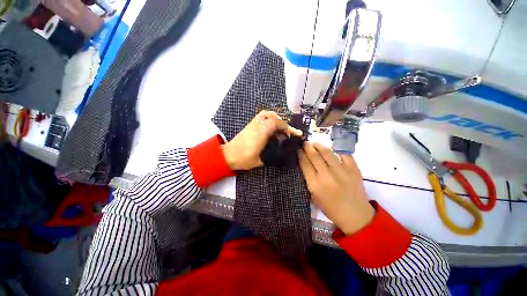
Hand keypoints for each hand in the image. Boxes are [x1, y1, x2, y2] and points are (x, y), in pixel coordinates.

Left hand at [221, 110, 302, 170]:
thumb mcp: (260, 160)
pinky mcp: (250, 124)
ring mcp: (253, 123)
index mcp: (261, 133)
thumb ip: (271, 156)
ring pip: (268, 114)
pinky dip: (270, 118)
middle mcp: (258, 125)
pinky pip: (262, 116)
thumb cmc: (243, 159)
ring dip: (277, 119)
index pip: (278, 124)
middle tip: (288, 133)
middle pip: (274, 118)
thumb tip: (281, 152)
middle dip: (284, 124)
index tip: (296, 134)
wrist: (228, 155)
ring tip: (281, 128)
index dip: (288, 128)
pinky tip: (271, 127)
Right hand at [298, 142, 374, 234]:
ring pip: (327, 152)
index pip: (305, 164)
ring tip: (315, 143)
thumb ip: (309, 179)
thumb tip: (305, 164)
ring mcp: (341, 171)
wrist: (356, 215)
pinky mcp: (353, 169)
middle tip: (305, 143)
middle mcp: (327, 175)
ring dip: (319, 146)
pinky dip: (337, 149)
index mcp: (315, 184)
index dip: (300, 154)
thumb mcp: (314, 196)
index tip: (298, 149)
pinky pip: (344, 154)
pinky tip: (331, 148)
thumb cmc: (331, 208)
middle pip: (314, 156)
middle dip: (307, 147)